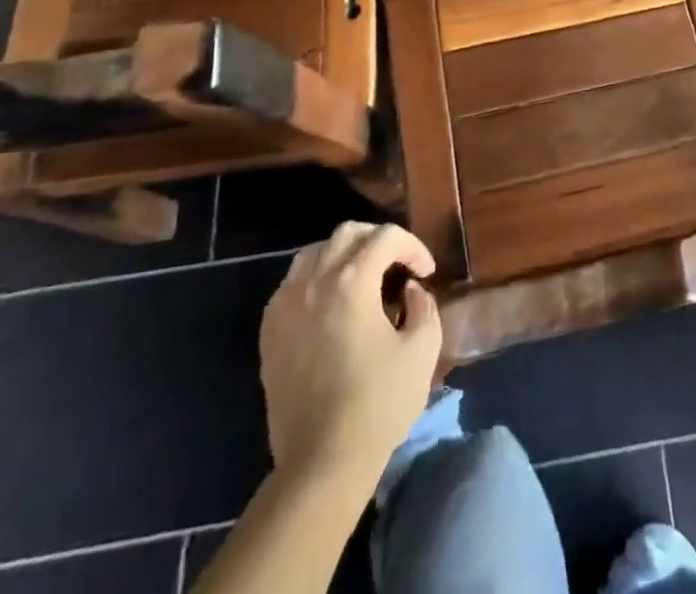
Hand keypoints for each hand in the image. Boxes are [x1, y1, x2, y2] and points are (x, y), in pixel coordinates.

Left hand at [258, 222, 441, 480]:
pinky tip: (332, 304)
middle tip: (398, 265)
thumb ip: (423, 306)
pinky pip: (292, 284)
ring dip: (343, 255)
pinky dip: (316, 280)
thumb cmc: (378, 403)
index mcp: (352, 281)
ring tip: (363, 278)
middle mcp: (314, 282)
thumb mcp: (422, 349)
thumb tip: (410, 290)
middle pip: (347, 234)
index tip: (426, 273)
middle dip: (378, 241)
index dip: (413, 247)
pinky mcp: (269, 332)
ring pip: (314, 253)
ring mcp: (286, 306)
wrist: (321, 462)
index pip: (386, 237)